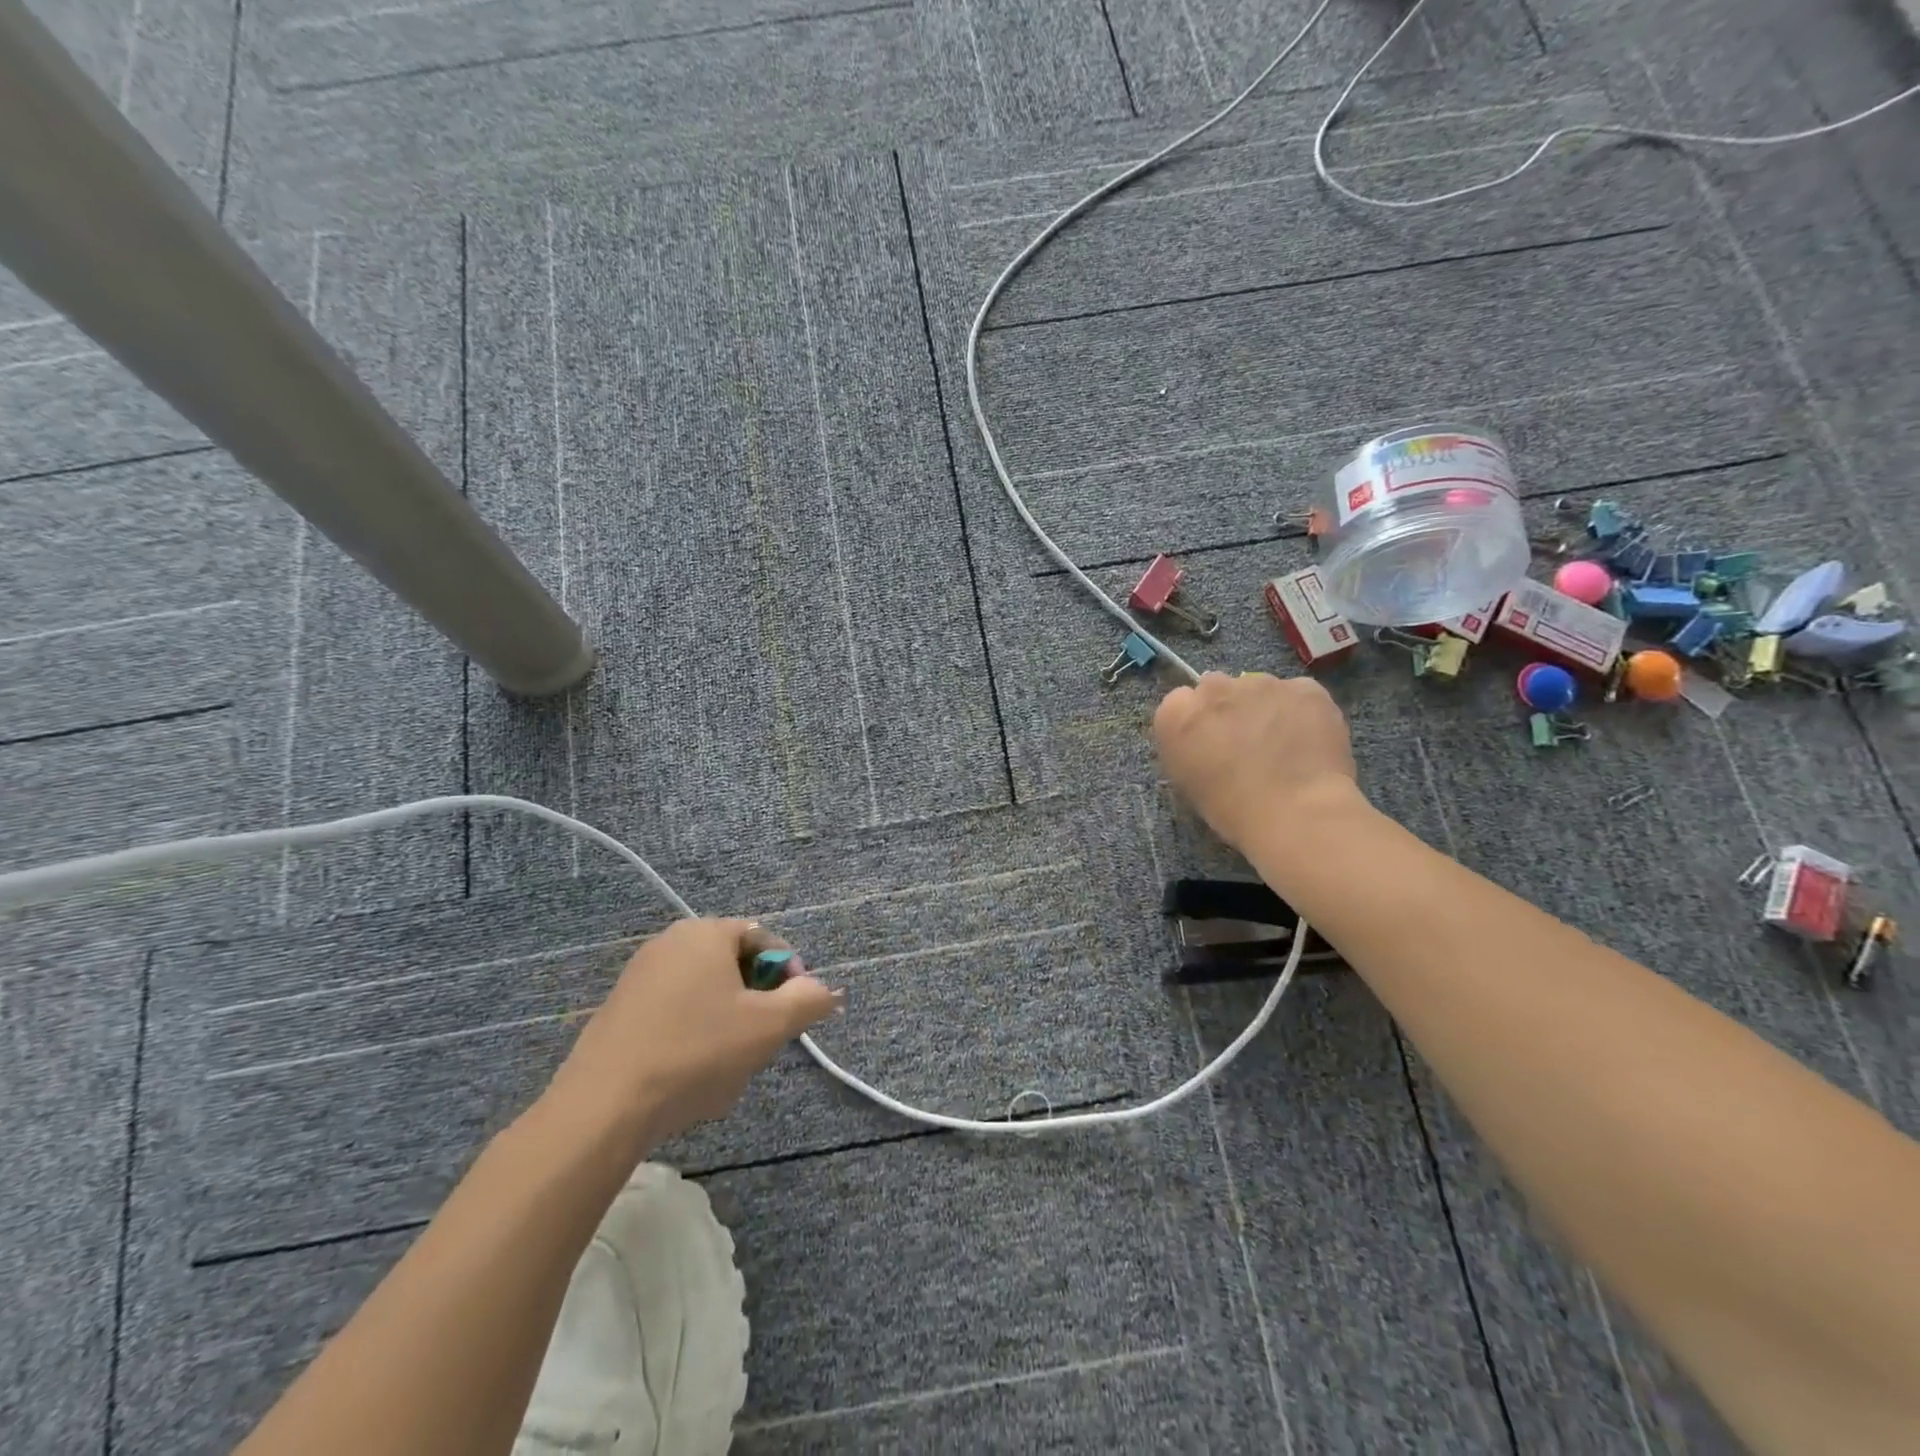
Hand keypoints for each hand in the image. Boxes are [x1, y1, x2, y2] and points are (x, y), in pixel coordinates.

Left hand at [545, 918, 840, 1149]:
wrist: (604, 1106)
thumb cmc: (696, 1052)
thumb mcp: (768, 1026)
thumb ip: (808, 1000)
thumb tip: (826, 990)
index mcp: (706, 933)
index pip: (764, 938)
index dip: (789, 972)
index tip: (797, 1011)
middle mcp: (670, 942)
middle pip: (734, 965)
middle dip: (756, 1002)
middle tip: (764, 1041)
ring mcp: (639, 975)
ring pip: (705, 993)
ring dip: (727, 1023)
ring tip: (729, 1066)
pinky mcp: (619, 1009)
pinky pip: (674, 1012)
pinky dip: (693, 1035)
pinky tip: (692, 1075)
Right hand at [1153, 671, 1360, 854]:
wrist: (1296, 812)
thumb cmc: (1232, 809)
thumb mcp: (1188, 782)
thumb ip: (1189, 748)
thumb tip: (1205, 740)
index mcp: (1176, 714)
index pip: (1179, 702)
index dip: (1197, 723)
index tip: (1209, 744)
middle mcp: (1214, 688)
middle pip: (1217, 687)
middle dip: (1228, 708)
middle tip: (1245, 742)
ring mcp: (1261, 683)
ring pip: (1260, 688)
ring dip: (1265, 708)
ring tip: (1284, 745)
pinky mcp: (1303, 687)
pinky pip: (1298, 695)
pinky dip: (1301, 712)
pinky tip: (1309, 742)